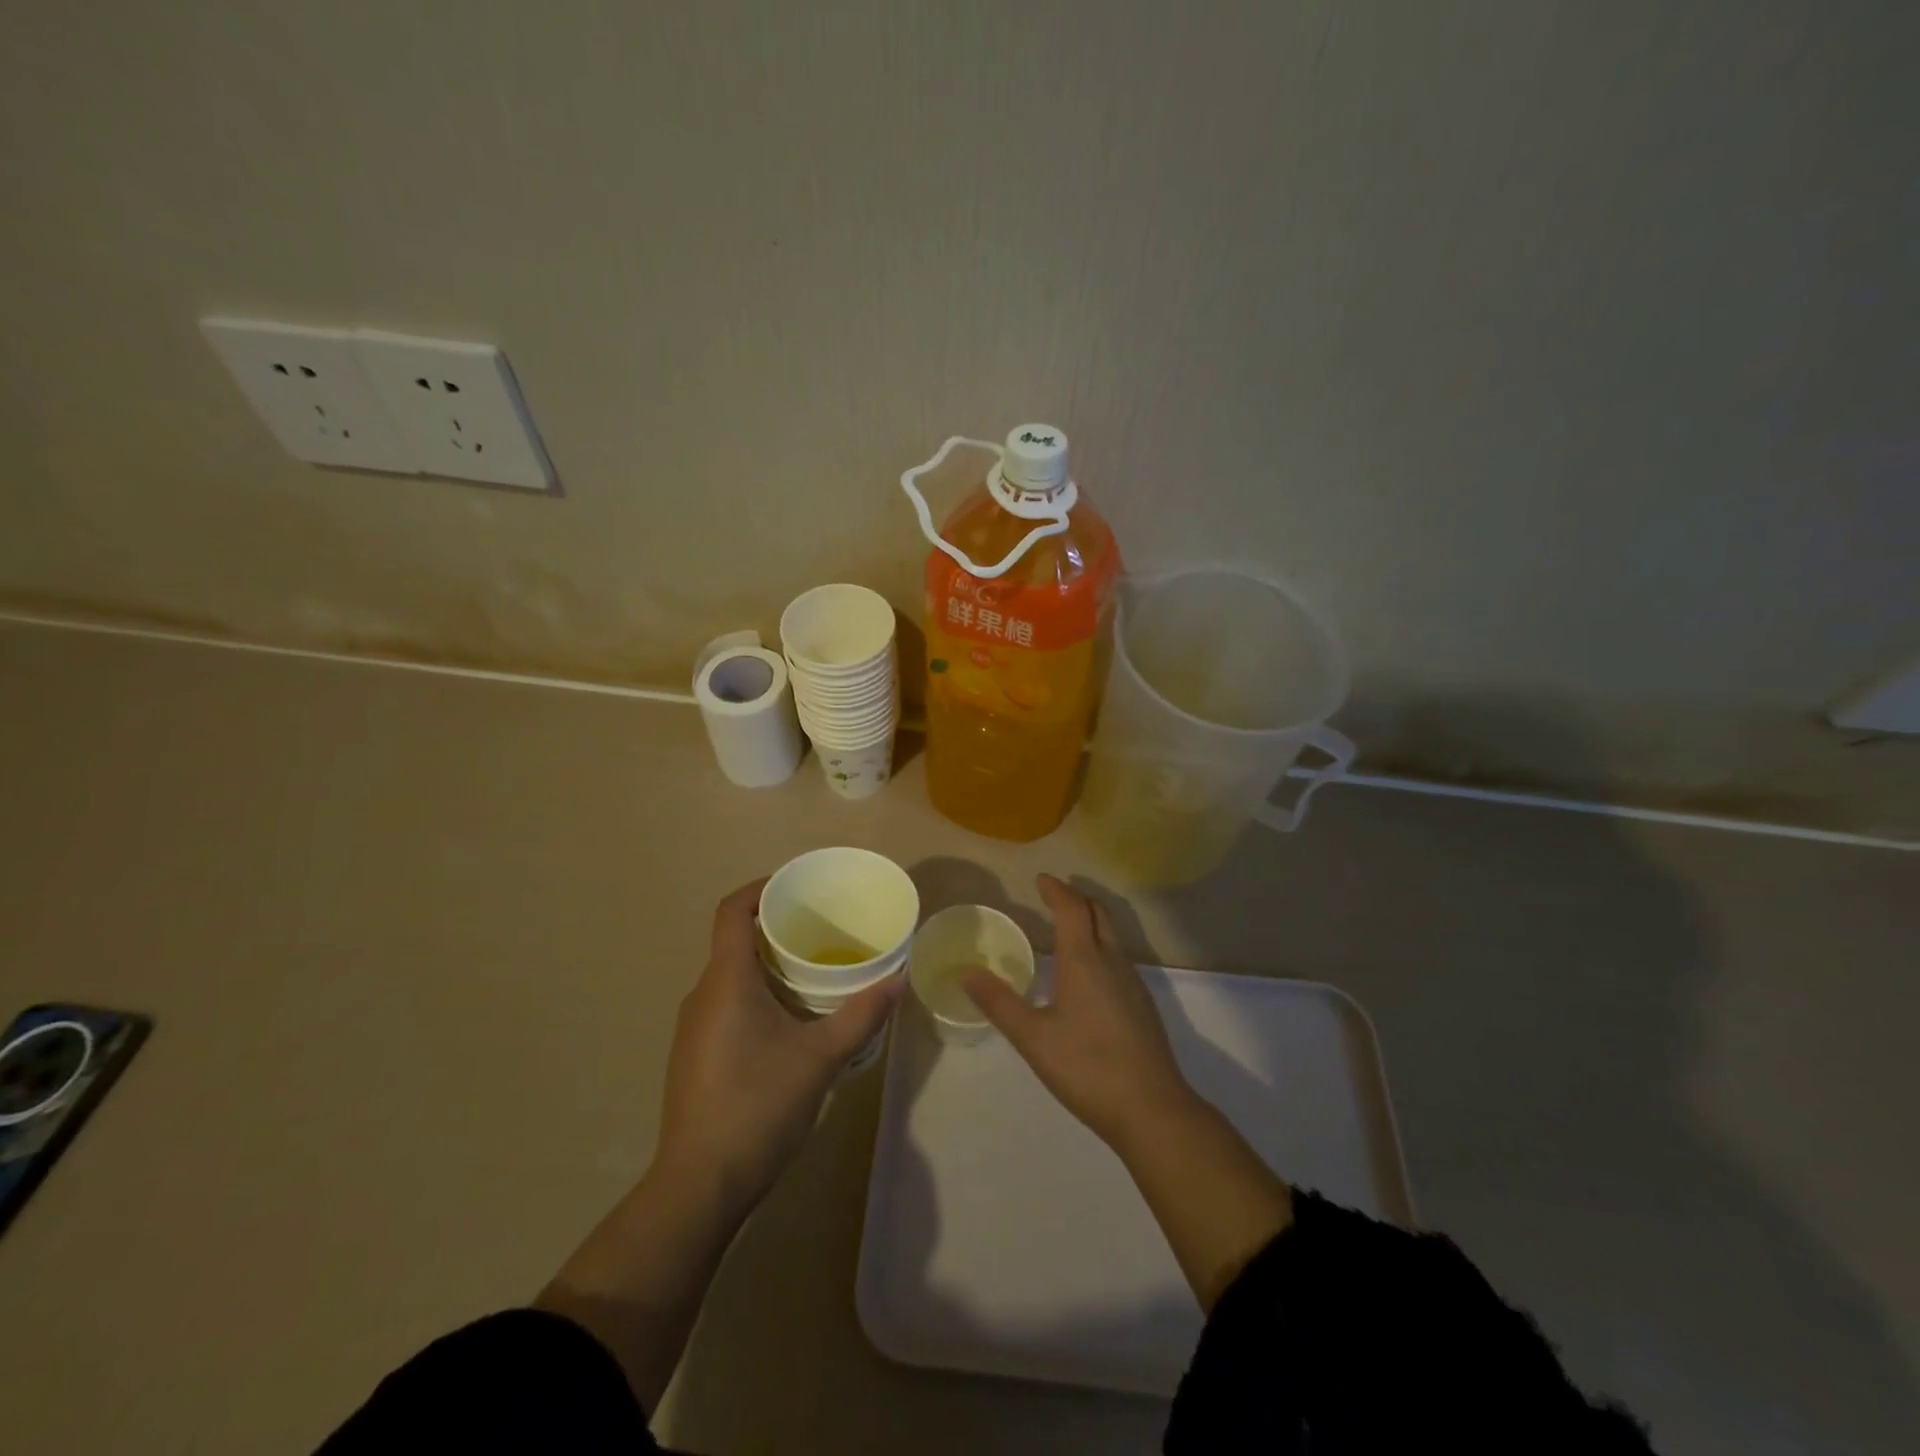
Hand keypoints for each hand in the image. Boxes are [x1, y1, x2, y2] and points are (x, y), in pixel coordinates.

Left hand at [654, 879, 900, 1213]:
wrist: (699, 1186)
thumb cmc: (758, 1107)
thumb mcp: (820, 1058)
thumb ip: (861, 1015)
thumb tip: (899, 978)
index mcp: (726, 981)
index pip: (732, 910)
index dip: (761, 888)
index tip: (798, 886)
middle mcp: (703, 995)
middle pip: (735, 941)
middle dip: (777, 929)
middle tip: (823, 930)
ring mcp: (694, 1027)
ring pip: (732, 976)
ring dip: (769, 966)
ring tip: (815, 973)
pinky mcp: (696, 1055)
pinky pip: (727, 1004)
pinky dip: (758, 995)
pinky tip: (791, 1021)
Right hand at [962, 874, 1195, 1151]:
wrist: (1152, 1109)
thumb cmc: (1087, 1067)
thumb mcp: (1033, 1037)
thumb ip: (999, 1002)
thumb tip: (965, 972)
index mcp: (1084, 960)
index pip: (1072, 908)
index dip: (1056, 890)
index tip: (1040, 879)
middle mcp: (1112, 962)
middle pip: (1098, 913)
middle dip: (1076, 899)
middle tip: (1053, 897)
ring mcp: (1133, 983)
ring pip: (1111, 935)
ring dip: (1089, 923)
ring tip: (1065, 930)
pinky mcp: (1143, 1005)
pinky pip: (1118, 958)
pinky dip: (1099, 947)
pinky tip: (1086, 976)